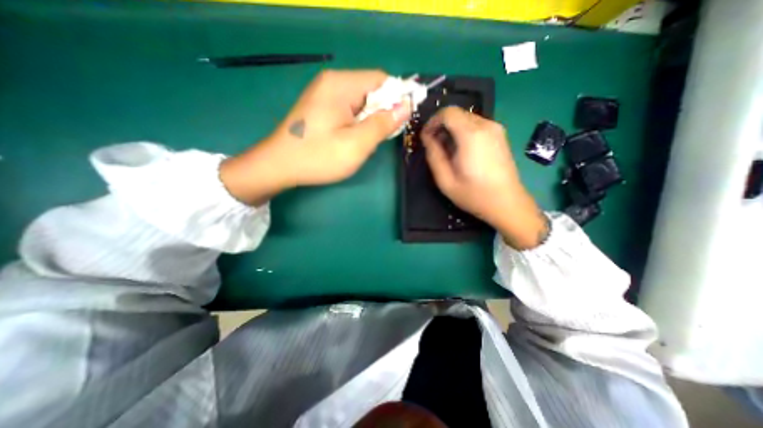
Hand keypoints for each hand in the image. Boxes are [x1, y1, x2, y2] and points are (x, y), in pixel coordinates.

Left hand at [220, 68, 411, 204]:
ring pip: (360, 102)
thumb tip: (406, 106)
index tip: (400, 122)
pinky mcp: (320, 107)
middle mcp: (332, 82)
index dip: (396, 98)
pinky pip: (348, 110)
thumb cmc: (319, 157)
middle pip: (370, 90)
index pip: (381, 80)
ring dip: (368, 121)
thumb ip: (383, 123)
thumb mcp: (357, 144)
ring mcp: (323, 94)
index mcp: (341, 85)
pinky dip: (356, 124)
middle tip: (376, 139)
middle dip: (380, 113)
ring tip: (361, 143)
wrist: (279, 166)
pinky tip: (349, 140)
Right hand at [424, 105, 547, 248]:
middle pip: (457, 113)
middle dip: (441, 126)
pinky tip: (462, 152)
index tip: (426, 138)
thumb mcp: (445, 180)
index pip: (447, 112)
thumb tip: (427, 138)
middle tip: (435, 146)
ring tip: (448, 151)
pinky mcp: (500, 135)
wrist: (507, 203)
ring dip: (452, 130)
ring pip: (466, 118)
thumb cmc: (474, 195)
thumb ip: (434, 156)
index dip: (432, 122)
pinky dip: (464, 133)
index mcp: (471, 135)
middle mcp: (486, 125)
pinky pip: (476, 125)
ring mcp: (496, 129)